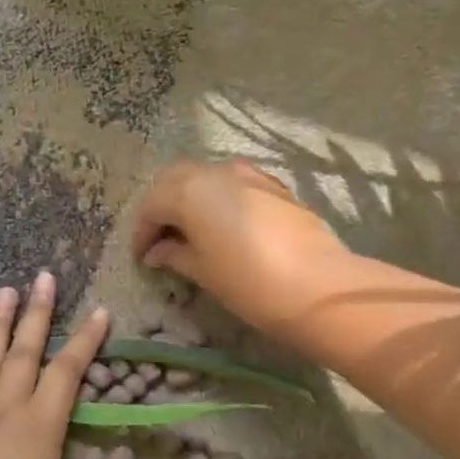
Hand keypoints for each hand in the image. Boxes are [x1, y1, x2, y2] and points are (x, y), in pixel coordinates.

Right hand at [131, 159, 346, 338]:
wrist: (318, 286)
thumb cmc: (249, 282)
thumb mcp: (203, 271)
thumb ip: (175, 254)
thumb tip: (157, 252)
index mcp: (189, 191)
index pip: (152, 204)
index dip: (142, 231)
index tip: (141, 257)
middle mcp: (216, 172)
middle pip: (175, 180)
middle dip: (162, 207)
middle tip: (161, 240)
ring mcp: (249, 174)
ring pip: (206, 177)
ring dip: (191, 199)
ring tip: (191, 232)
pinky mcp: (274, 186)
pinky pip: (234, 184)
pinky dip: (219, 199)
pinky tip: (225, 226)